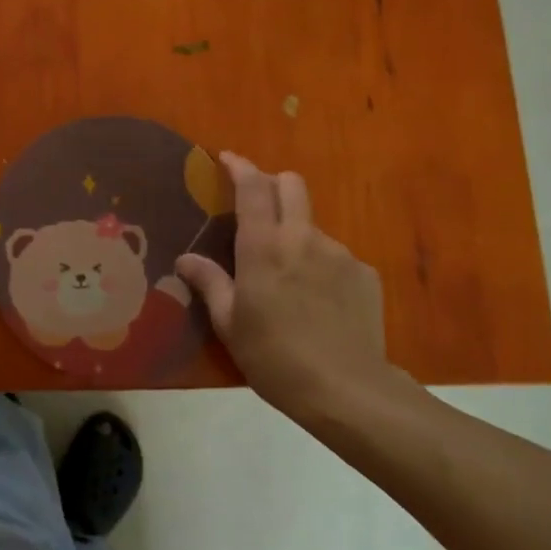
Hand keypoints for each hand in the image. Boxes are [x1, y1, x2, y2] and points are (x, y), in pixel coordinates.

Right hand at [176, 153, 407, 425]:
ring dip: (295, 234)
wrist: (347, 390)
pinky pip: (335, 256)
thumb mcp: (230, 324)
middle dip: (272, 183)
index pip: (252, 187)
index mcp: (263, 246)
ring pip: (312, 224)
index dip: (239, 166)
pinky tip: (318, 301)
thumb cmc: (275, 357)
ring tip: (288, 277)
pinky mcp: (365, 273)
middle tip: (257, 205)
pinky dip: (320, 265)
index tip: (227, 159)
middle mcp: (302, 237)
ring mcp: (339, 253)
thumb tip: (185, 259)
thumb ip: (209, 283)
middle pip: (291, 185)